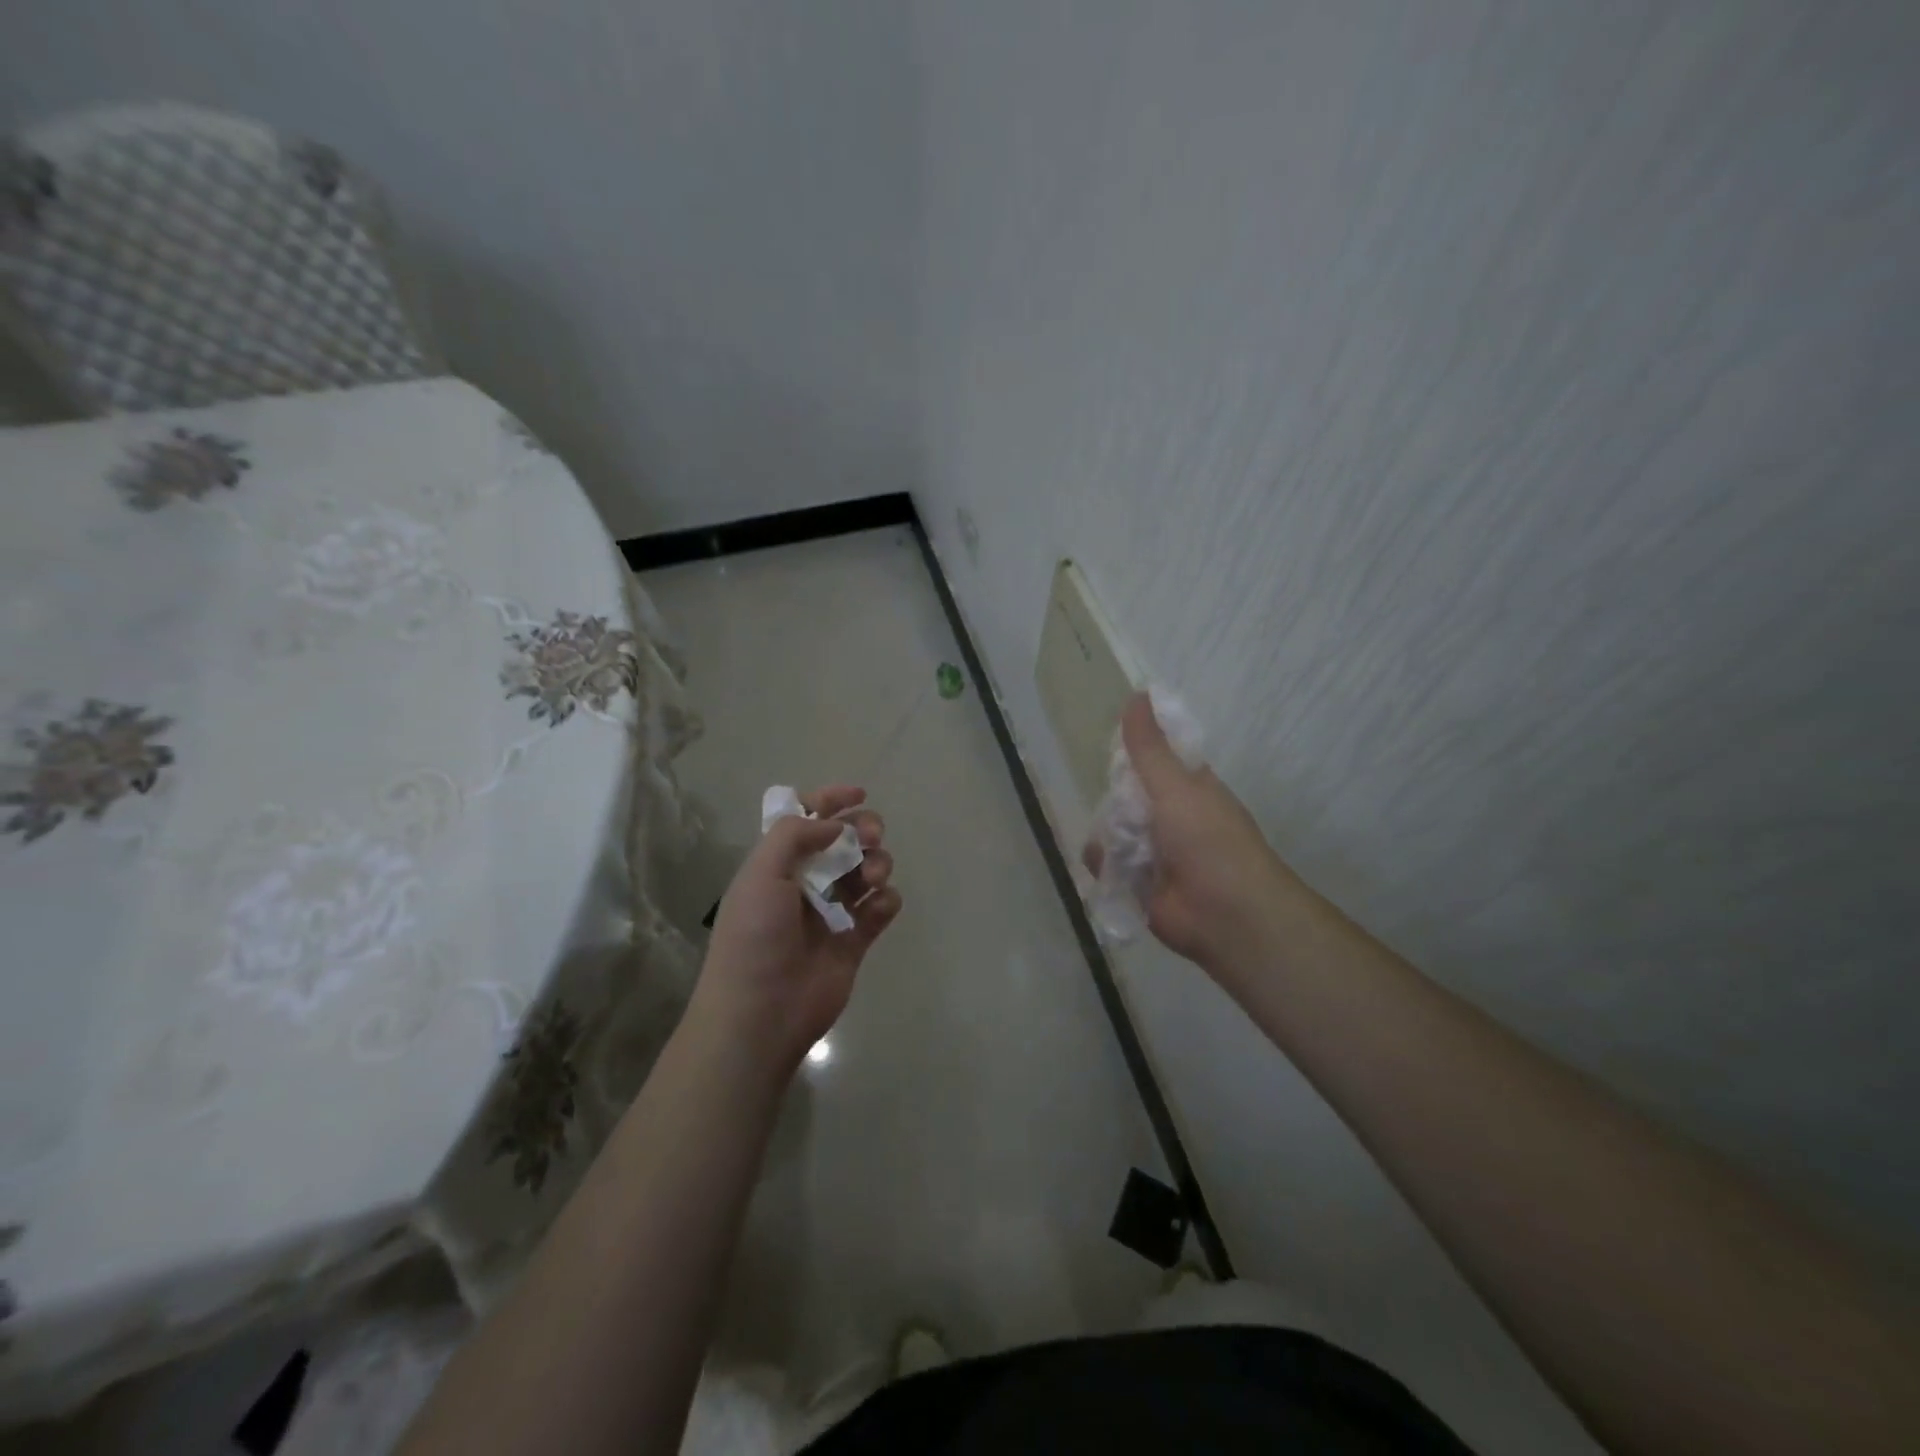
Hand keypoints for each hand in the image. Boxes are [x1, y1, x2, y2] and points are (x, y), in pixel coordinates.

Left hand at [693, 785, 900, 1071]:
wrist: (761, 1014)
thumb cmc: (754, 938)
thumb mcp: (761, 874)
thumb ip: (796, 836)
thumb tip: (834, 823)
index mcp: (777, 864)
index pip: (806, 820)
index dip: (831, 801)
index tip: (859, 794)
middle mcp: (805, 883)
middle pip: (844, 842)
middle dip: (862, 830)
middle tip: (871, 836)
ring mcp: (832, 912)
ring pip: (866, 871)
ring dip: (876, 862)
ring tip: (873, 876)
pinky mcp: (855, 941)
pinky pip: (880, 909)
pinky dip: (886, 901)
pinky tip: (880, 905)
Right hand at [1086, 694, 1296, 977]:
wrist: (1226, 915)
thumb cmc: (1209, 841)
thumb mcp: (1176, 785)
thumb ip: (1149, 747)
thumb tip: (1137, 693)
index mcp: (1187, 788)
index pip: (1154, 758)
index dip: (1132, 749)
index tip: (1106, 740)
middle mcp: (1170, 816)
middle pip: (1128, 795)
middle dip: (1113, 796)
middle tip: (1104, 797)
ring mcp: (1154, 851)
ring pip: (1113, 829)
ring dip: (1107, 833)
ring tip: (1112, 840)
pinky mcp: (1137, 883)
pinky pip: (1107, 864)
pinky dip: (1103, 864)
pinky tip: (1106, 866)